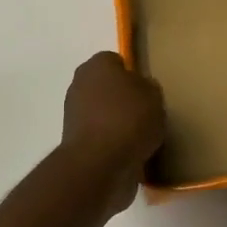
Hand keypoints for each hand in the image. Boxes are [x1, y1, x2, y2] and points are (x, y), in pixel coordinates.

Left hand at [60, 52, 165, 194]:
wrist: (99, 164)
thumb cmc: (128, 119)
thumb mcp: (154, 96)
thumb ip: (148, 87)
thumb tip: (142, 89)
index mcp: (97, 65)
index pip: (115, 61)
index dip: (132, 73)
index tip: (147, 89)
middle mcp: (79, 84)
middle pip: (106, 87)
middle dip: (122, 97)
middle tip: (146, 111)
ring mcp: (73, 115)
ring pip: (102, 112)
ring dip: (117, 121)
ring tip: (141, 136)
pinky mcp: (74, 142)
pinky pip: (100, 136)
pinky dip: (112, 142)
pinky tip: (130, 152)